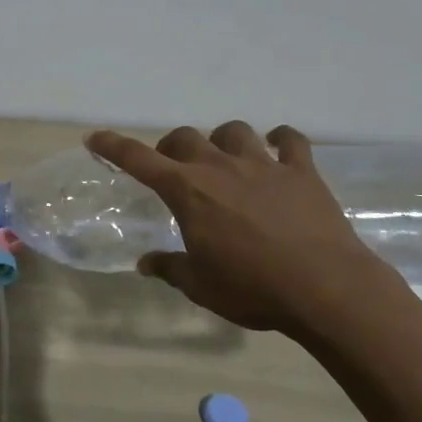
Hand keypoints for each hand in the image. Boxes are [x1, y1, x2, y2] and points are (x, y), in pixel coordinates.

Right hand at [86, 122, 404, 336]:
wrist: (326, 290)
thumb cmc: (253, 289)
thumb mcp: (201, 286)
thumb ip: (170, 268)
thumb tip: (145, 264)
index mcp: (188, 191)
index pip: (138, 159)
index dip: (112, 146)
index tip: (94, 138)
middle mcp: (220, 167)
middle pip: (185, 138)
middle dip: (172, 148)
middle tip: (175, 169)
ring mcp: (263, 165)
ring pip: (233, 131)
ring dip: (222, 140)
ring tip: (225, 158)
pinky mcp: (301, 172)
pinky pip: (290, 141)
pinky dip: (281, 141)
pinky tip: (278, 149)